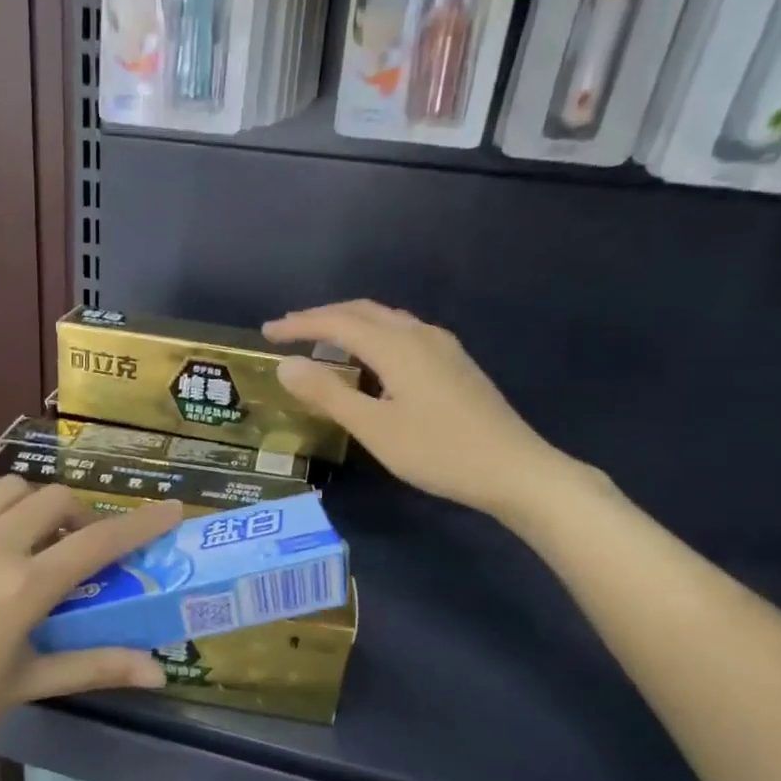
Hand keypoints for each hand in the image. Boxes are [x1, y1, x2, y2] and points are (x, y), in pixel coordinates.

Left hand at [0, 481, 181, 780]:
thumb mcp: (23, 686)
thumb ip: (92, 667)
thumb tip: (157, 671)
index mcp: (21, 587)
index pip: (98, 542)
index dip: (141, 523)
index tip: (171, 508)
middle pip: (53, 497)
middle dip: (79, 514)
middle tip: (78, 547)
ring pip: (4, 491)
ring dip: (32, 507)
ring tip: (28, 545)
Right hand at [265, 300, 590, 520]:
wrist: (513, 469)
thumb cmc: (438, 452)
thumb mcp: (375, 428)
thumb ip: (329, 394)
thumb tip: (286, 365)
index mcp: (398, 346)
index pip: (338, 322)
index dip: (299, 325)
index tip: (267, 333)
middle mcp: (421, 335)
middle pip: (364, 311)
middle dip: (322, 317)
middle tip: (288, 331)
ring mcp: (443, 348)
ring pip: (386, 321)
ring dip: (349, 324)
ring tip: (322, 341)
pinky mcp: (454, 365)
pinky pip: (402, 336)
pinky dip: (372, 338)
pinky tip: (369, 362)